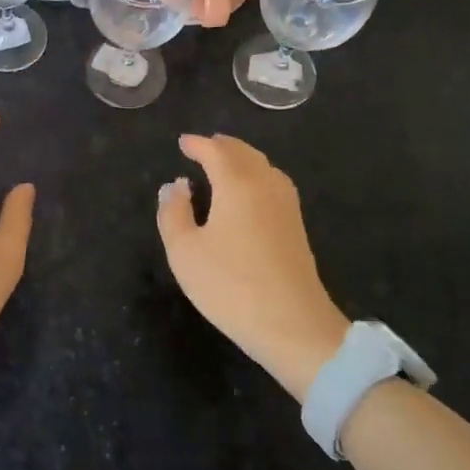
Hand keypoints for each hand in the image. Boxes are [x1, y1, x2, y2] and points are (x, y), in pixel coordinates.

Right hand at [156, 134, 349, 401]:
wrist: (294, 327)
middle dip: (222, 146)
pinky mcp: (296, 226)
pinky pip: (274, 183)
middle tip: (202, 147)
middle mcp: (265, 185)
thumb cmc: (231, 286)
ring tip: (224, 162)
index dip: (197, 144)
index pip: (216, 151)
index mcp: (237, 184)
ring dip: (242, 158)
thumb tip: (176, 186)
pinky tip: (250, 191)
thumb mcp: (185, 252)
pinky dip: (257, 174)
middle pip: (244, 153)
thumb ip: (173, 213)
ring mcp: (286, 206)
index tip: (182, 143)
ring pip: (263, 166)